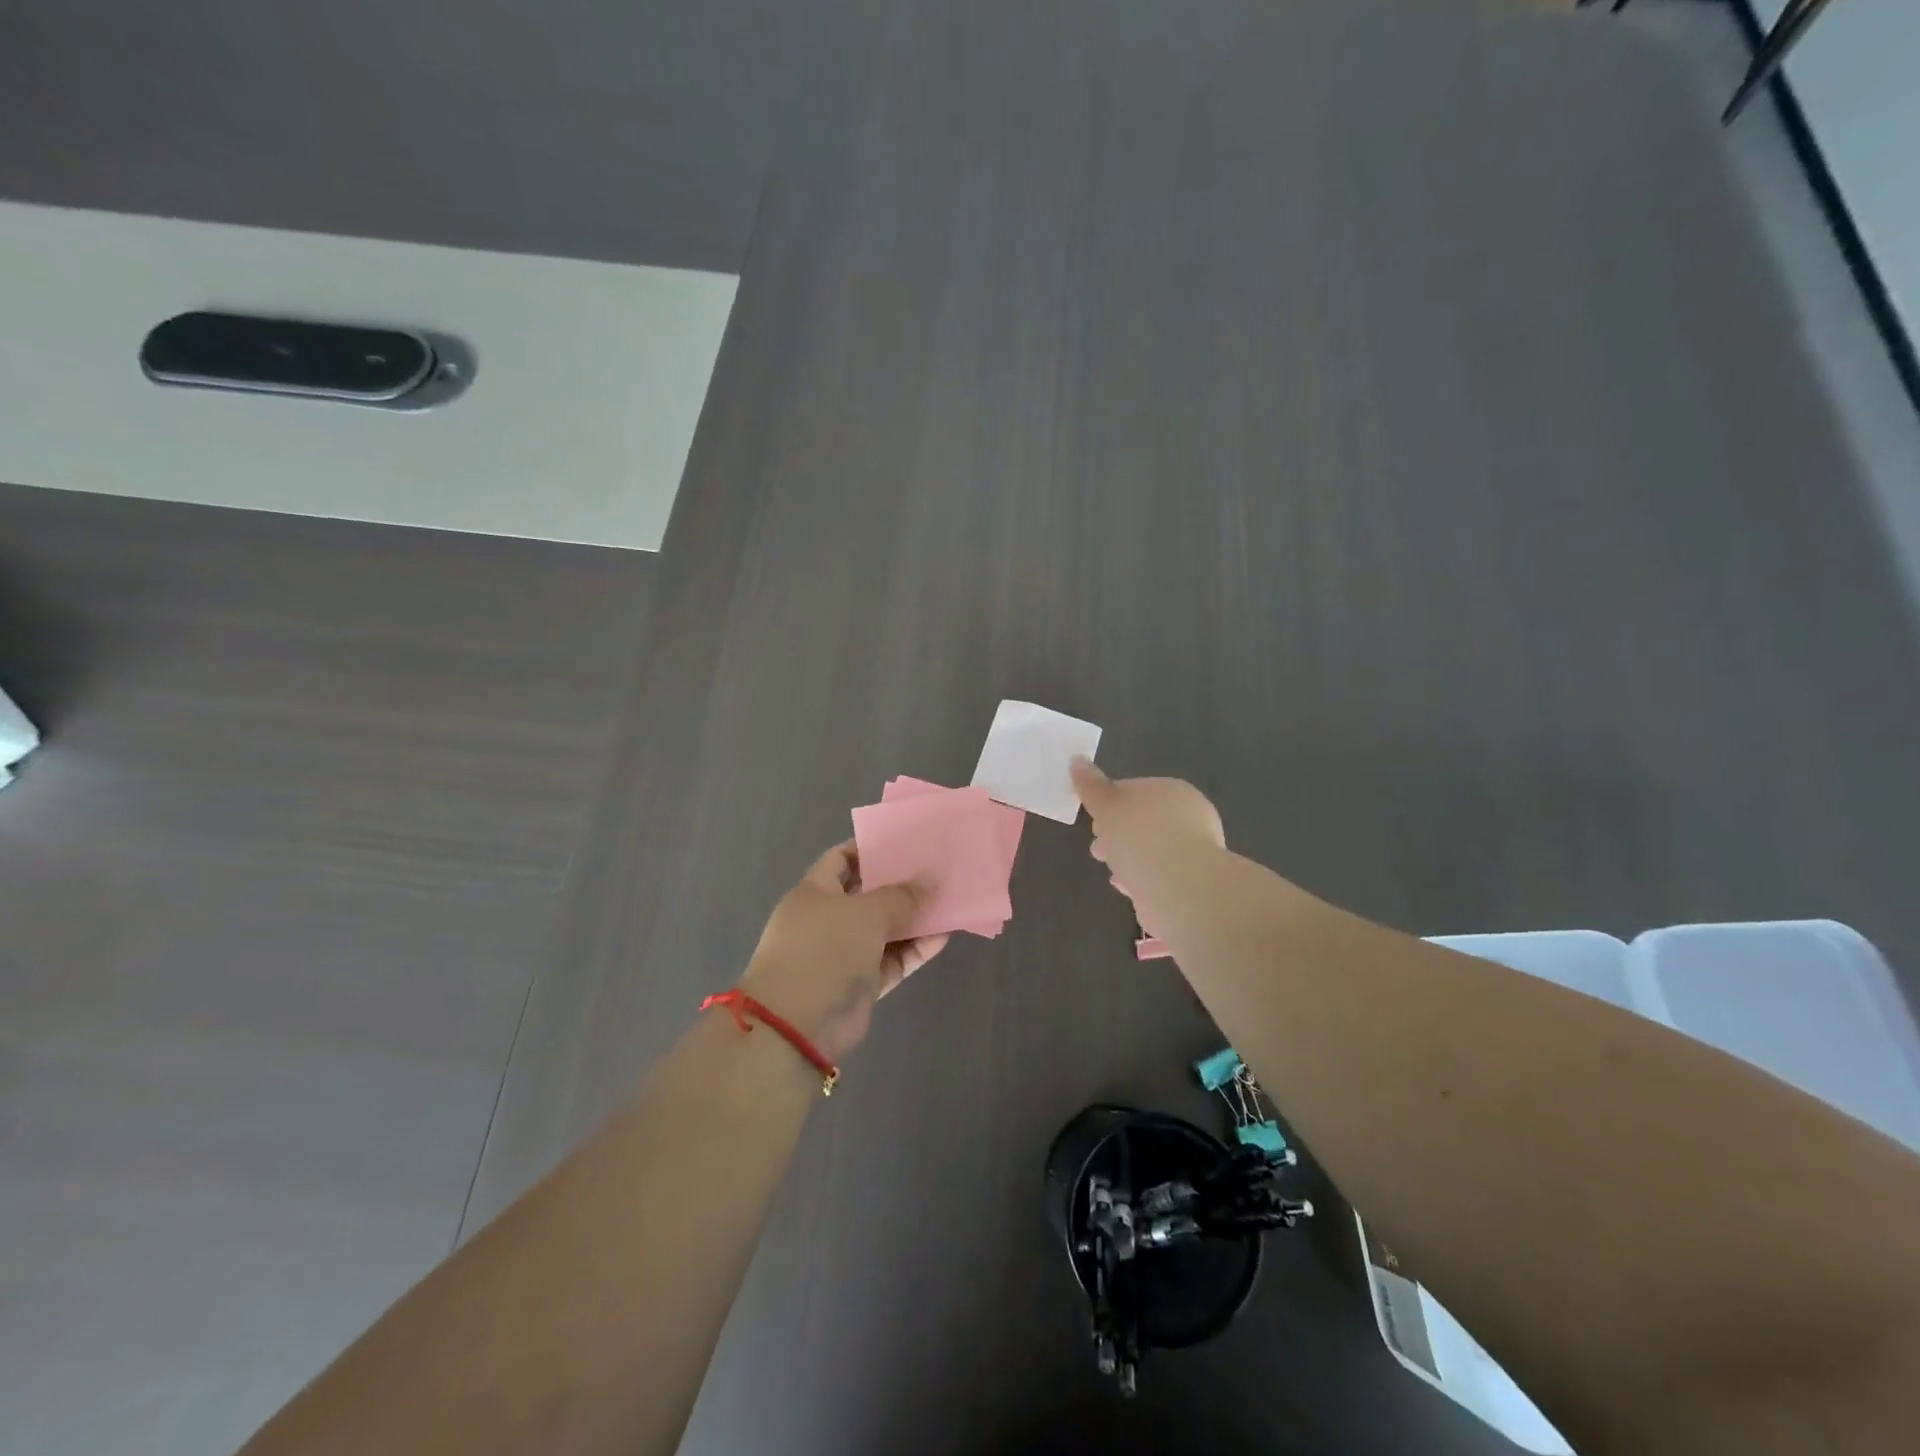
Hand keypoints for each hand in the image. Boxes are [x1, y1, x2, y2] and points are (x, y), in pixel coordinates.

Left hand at [738, 841, 948, 1063]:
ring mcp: (843, 954)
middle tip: (938, 871)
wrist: (797, 1026)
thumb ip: (901, 895)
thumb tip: (931, 878)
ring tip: (950, 901)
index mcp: (815, 892)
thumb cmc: (824, 951)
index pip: (841, 859)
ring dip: (914, 918)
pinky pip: (893, 959)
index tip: (907, 844)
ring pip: (885, 929)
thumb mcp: (866, 913)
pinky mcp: (860, 984)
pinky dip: (915, 949)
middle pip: (868, 895)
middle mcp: (827, 920)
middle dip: (901, 884)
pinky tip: (944, 936)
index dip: (871, 850)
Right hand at [1070, 758, 1224, 933]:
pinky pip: (1158, 874)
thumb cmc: (1141, 838)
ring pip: (1151, 848)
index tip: (1093, 818)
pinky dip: (1141, 877)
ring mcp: (1194, 851)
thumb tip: (1077, 760)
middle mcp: (1189, 816)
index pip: (1135, 789)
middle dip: (1118, 832)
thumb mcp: (1107, 807)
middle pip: (1144, 819)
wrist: (1181, 890)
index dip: (1109, 802)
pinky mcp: (1191, 882)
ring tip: (1109, 868)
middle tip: (1097, 846)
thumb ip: (1091, 786)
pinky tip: (1125, 886)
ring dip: (1129, 856)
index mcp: (1172, 790)